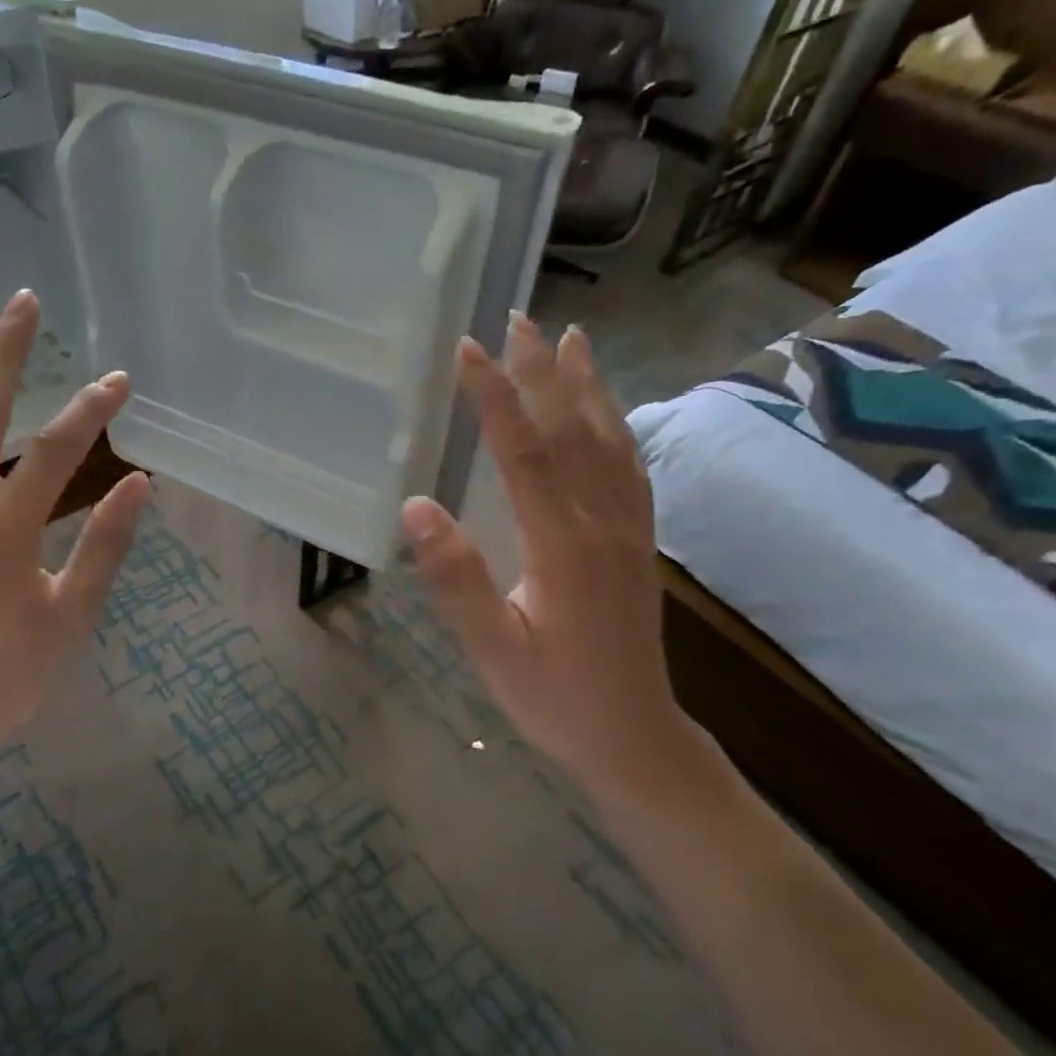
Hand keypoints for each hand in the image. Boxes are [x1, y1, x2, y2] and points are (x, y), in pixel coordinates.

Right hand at [400, 313, 727, 812]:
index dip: (495, 395)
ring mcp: (628, 529)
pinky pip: (631, 468)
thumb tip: (416, 505)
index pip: (525, 451)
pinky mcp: (638, 541)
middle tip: (519, 319)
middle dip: (542, 371)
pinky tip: (609, 410)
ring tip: (571, 338)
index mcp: (562, 544)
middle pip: (571, 430)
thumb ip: (457, 579)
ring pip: (609, 440)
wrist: (634, 736)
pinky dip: (617, 425)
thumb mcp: (492, 650)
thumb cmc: (554, 698)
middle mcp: (602, 522)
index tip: (468, 348)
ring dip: (586, 385)